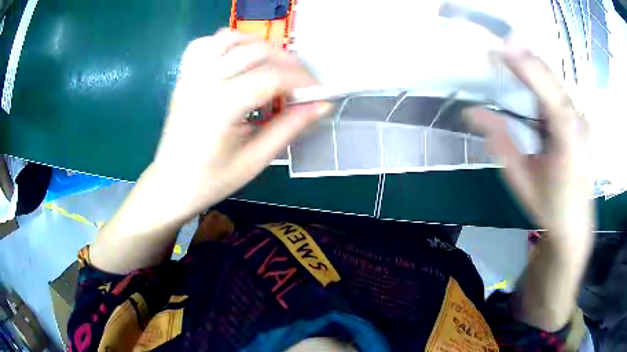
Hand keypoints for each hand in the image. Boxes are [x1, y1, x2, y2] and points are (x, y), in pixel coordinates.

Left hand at [151, 29, 329, 218]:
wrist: (171, 184)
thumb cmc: (211, 180)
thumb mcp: (255, 160)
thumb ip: (289, 127)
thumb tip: (322, 105)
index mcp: (221, 106)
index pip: (272, 77)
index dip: (302, 81)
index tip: (318, 94)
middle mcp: (205, 81)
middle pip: (255, 51)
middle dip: (288, 62)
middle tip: (301, 84)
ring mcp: (191, 75)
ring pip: (230, 38)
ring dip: (259, 46)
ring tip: (273, 66)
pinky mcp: (184, 77)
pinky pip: (205, 44)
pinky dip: (226, 44)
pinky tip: (237, 59)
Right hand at [466, 39, 594, 331]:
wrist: (574, 225)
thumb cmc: (549, 208)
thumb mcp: (522, 180)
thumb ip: (501, 143)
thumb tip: (472, 112)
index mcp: (570, 143)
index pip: (552, 98)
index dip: (529, 70)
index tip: (503, 47)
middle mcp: (580, 125)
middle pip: (554, 83)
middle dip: (528, 61)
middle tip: (500, 42)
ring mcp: (581, 121)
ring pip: (556, 84)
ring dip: (532, 67)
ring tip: (508, 52)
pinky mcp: (579, 120)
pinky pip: (557, 92)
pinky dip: (539, 79)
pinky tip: (525, 72)